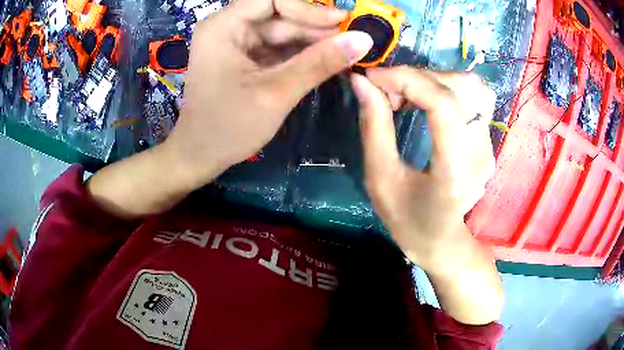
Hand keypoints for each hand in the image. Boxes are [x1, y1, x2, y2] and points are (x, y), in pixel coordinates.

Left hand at [163, 0, 373, 187]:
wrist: (200, 156)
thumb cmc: (228, 127)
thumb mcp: (277, 93)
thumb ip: (320, 62)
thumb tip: (364, 39)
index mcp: (223, 26)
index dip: (308, 8)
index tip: (341, 22)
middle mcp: (228, 27)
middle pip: (279, 14)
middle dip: (315, 28)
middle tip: (351, 42)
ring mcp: (235, 42)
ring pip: (281, 31)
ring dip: (312, 42)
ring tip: (344, 53)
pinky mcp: (243, 57)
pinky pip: (277, 48)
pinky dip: (300, 54)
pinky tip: (325, 61)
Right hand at [351, 67, 495, 266]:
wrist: (441, 239)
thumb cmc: (407, 218)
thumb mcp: (380, 178)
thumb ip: (374, 127)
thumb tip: (361, 82)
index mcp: (454, 170)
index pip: (443, 104)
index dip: (407, 80)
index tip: (372, 78)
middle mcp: (480, 152)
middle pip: (459, 87)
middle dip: (416, 78)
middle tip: (386, 92)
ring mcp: (489, 144)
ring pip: (470, 85)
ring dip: (433, 79)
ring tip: (407, 95)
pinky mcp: (488, 139)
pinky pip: (473, 96)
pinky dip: (446, 86)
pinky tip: (426, 100)